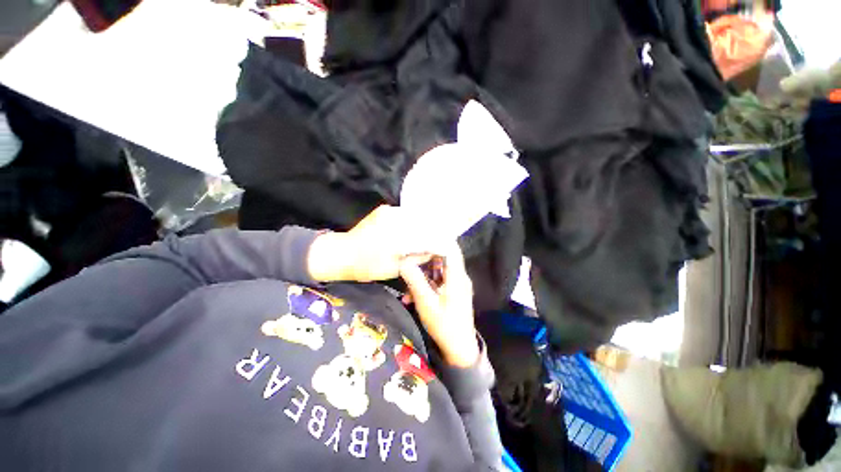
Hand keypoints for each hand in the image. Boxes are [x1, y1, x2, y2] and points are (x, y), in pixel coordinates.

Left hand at [307, 205, 430, 282]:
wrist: (343, 252)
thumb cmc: (368, 266)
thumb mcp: (394, 269)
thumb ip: (416, 258)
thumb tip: (432, 251)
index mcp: (399, 238)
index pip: (427, 237)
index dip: (439, 241)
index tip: (446, 247)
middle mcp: (396, 221)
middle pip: (424, 223)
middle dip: (434, 231)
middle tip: (440, 240)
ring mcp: (390, 212)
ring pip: (416, 216)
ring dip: (424, 225)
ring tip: (429, 234)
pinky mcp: (385, 209)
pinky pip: (406, 213)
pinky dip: (413, 220)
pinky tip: (414, 228)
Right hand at [399, 241, 479, 367]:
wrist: (459, 349)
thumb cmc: (444, 325)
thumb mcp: (426, 303)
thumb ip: (415, 280)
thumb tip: (403, 262)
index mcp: (457, 277)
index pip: (451, 249)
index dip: (437, 240)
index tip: (419, 238)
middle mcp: (459, 277)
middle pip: (443, 257)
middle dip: (425, 257)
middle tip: (408, 257)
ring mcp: (456, 284)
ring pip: (439, 269)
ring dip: (422, 273)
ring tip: (407, 282)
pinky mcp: (453, 292)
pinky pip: (438, 281)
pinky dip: (426, 284)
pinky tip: (412, 295)